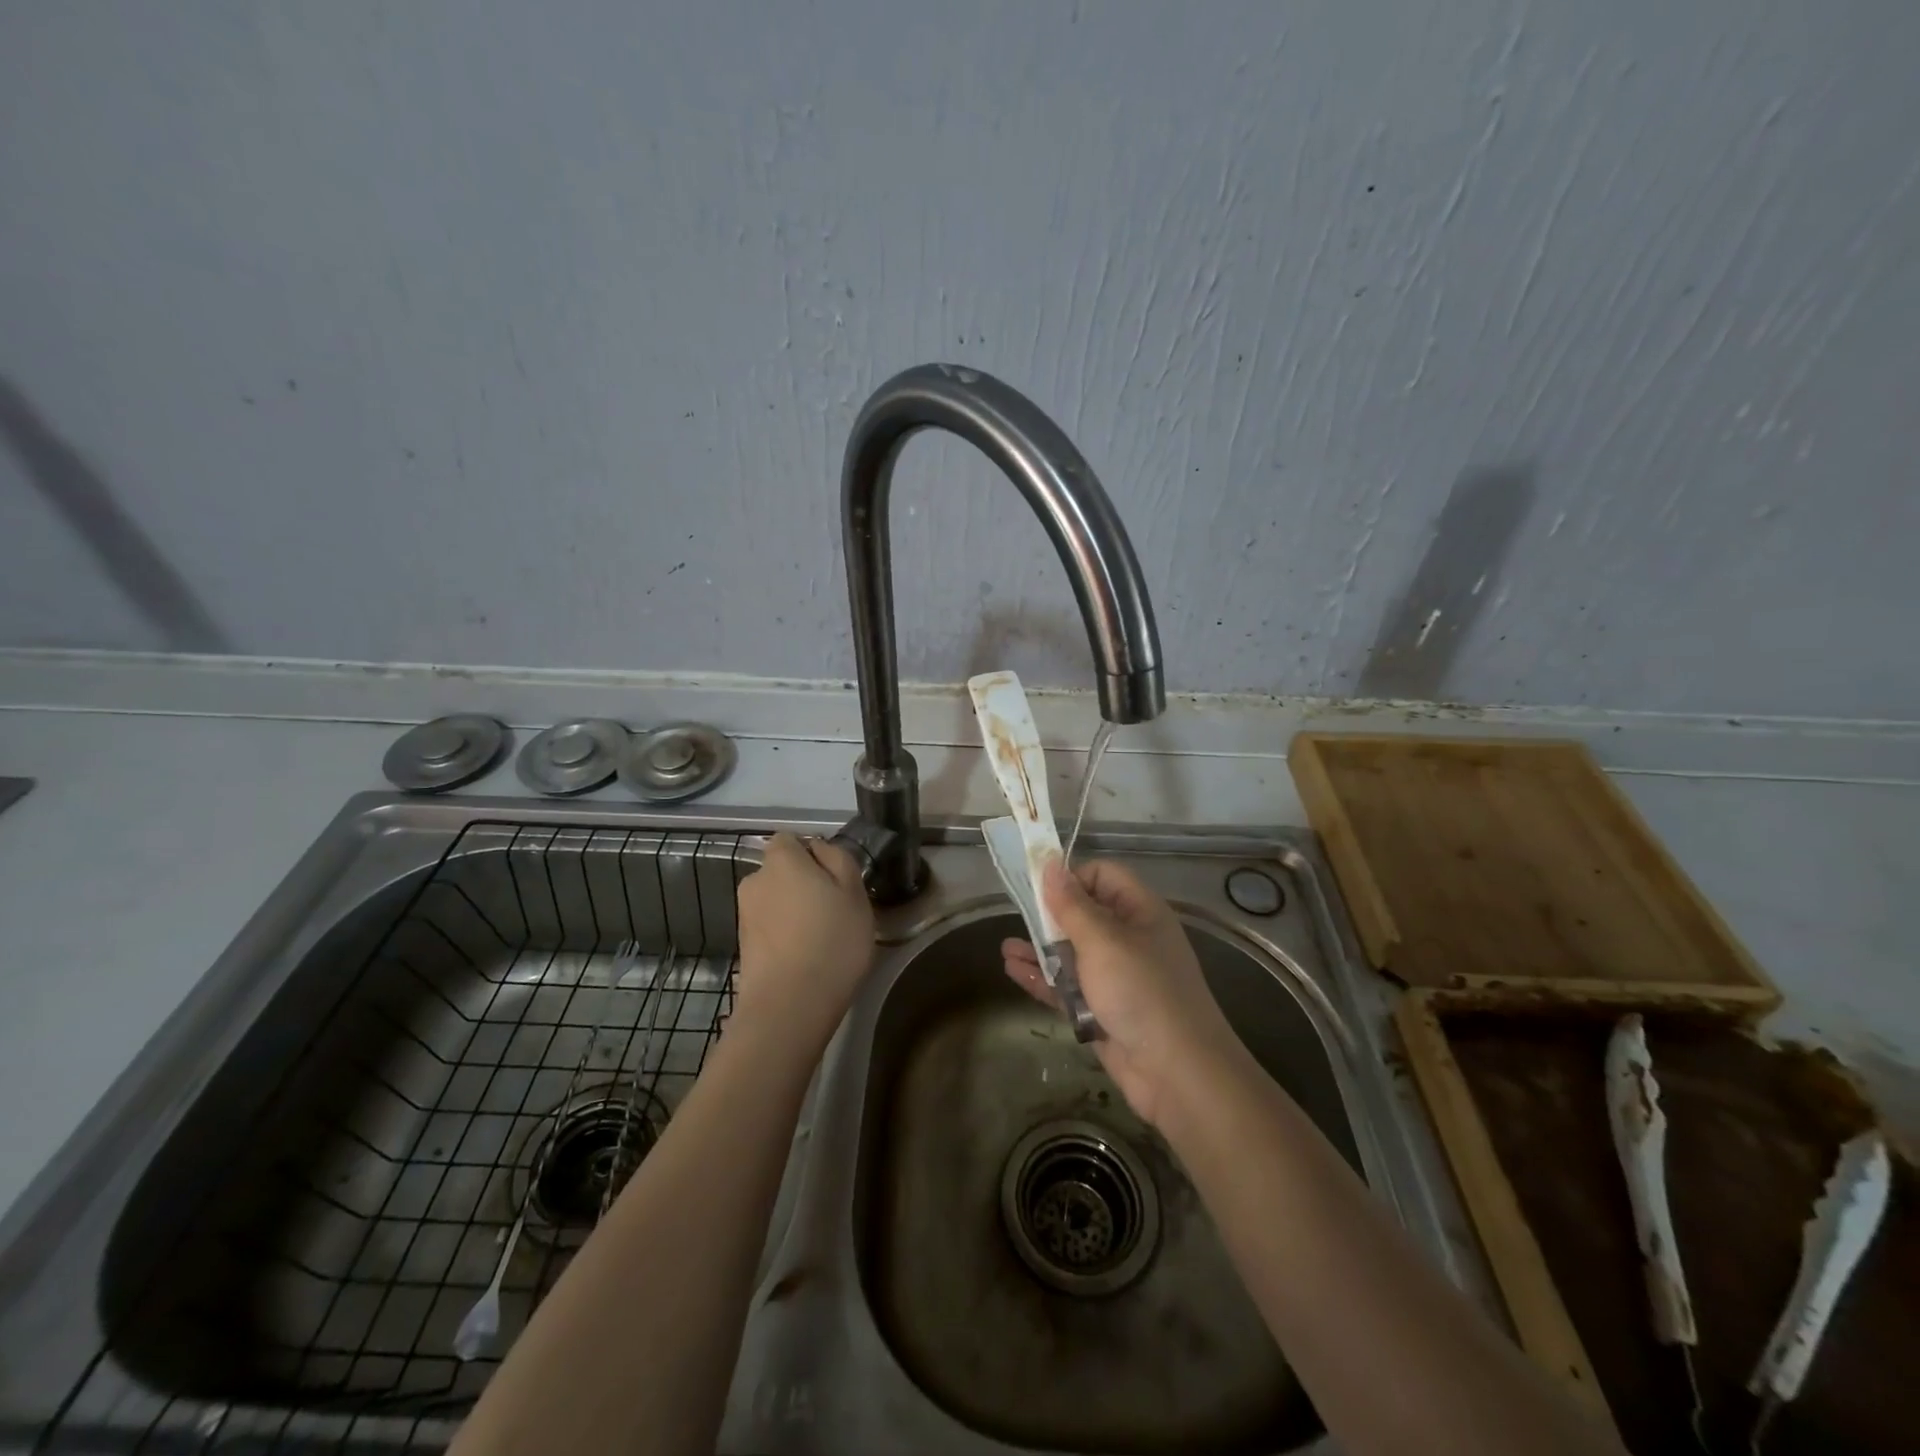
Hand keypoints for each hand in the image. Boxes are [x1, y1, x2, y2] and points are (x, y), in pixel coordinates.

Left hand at [734, 833, 874, 1049]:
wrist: (789, 1006)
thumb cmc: (831, 941)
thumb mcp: (854, 892)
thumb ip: (838, 860)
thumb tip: (819, 849)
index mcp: (781, 860)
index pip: (790, 839)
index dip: (812, 853)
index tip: (835, 878)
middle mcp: (755, 881)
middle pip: (781, 871)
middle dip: (802, 883)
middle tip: (834, 909)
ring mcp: (745, 915)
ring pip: (776, 901)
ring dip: (793, 911)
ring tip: (821, 938)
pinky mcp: (743, 946)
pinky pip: (770, 928)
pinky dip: (784, 935)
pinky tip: (805, 957)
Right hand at [1002, 859, 1239, 1126]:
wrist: (1177, 1073)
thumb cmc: (1141, 992)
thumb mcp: (1103, 941)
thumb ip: (1071, 905)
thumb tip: (1050, 864)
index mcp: (1140, 911)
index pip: (1102, 876)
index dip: (1071, 878)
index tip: (1039, 889)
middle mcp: (1129, 939)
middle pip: (1084, 915)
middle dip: (1049, 916)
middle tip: (1017, 916)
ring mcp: (1116, 977)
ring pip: (1072, 953)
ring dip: (1040, 949)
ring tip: (1006, 949)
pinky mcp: (1102, 1009)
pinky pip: (1068, 986)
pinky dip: (1044, 978)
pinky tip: (1014, 971)